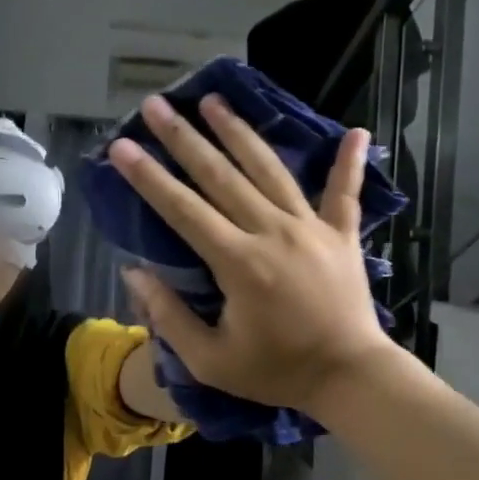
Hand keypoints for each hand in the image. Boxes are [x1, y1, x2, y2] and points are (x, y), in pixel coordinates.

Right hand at [109, 93, 410, 413]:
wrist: (352, 379)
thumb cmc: (276, 371)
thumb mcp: (210, 361)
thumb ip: (169, 316)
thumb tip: (134, 273)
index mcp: (239, 263)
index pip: (183, 210)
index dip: (148, 177)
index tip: (121, 146)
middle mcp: (273, 233)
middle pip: (221, 176)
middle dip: (183, 138)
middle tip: (155, 106)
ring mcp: (311, 228)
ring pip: (269, 169)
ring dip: (239, 132)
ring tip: (213, 100)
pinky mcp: (342, 235)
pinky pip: (345, 193)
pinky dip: (350, 163)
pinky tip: (357, 131)